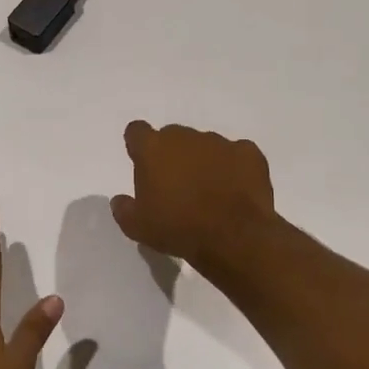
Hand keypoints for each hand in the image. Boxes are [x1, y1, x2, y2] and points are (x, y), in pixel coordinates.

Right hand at [110, 121, 277, 267]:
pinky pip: (237, 154)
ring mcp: (219, 142)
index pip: (137, 131)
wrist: (234, 237)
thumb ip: (124, 209)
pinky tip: (235, 189)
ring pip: (205, 145)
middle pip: (172, 136)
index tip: (142, 163)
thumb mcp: (137, 227)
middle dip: (172, 155)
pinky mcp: (248, 153)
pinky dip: (234, 167)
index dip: (138, 145)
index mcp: (153, 149)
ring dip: (203, 161)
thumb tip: (120, 201)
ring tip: (210, 191)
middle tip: (176, 185)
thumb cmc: (178, 229)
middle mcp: (185, 137)